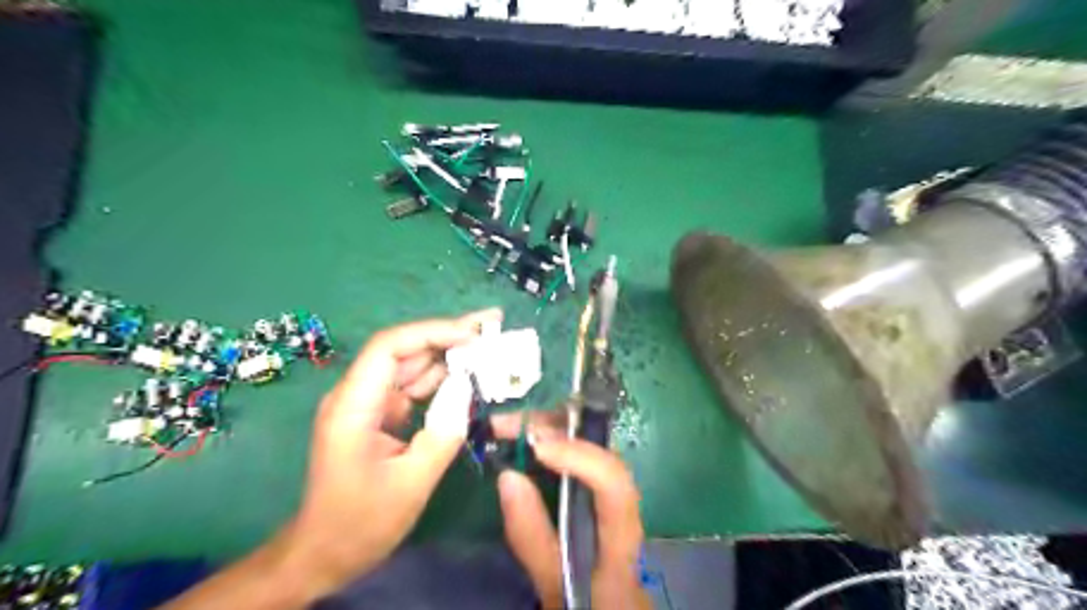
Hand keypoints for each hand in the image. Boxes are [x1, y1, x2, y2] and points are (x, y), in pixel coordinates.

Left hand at [282, 309, 503, 594]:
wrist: (324, 553)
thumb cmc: (360, 523)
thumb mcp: (411, 483)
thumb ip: (444, 433)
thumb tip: (468, 390)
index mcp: (353, 406)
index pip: (389, 348)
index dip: (432, 333)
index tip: (473, 335)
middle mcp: (358, 395)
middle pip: (404, 349)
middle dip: (448, 335)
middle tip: (492, 324)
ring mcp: (369, 403)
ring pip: (412, 365)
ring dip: (450, 354)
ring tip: (490, 343)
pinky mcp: (381, 414)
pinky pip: (415, 387)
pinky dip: (444, 379)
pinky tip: (471, 374)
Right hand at [492, 413, 653, 608]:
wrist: (609, 604)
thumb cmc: (584, 600)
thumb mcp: (551, 581)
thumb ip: (531, 536)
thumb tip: (508, 474)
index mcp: (622, 538)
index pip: (614, 485)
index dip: (580, 457)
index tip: (536, 447)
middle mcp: (627, 503)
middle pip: (603, 451)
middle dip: (557, 428)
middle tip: (507, 424)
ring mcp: (617, 489)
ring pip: (592, 444)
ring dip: (552, 427)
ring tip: (509, 425)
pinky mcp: (602, 485)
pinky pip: (581, 451)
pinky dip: (553, 437)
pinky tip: (526, 437)